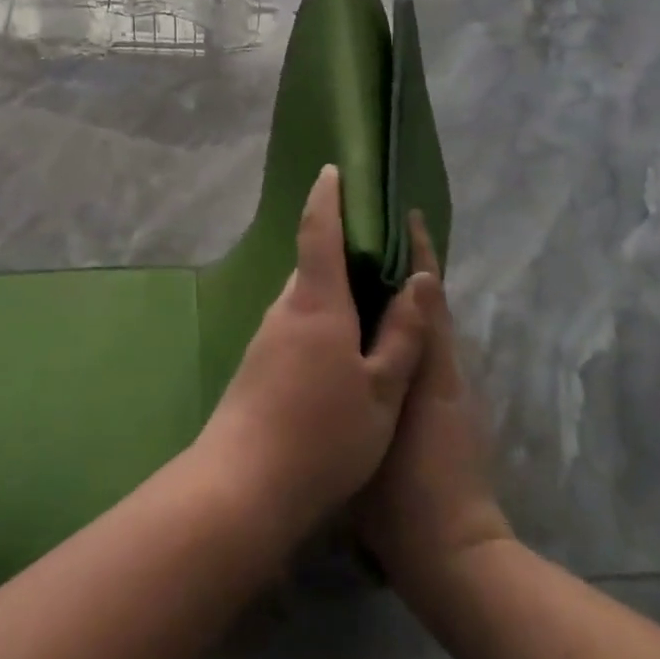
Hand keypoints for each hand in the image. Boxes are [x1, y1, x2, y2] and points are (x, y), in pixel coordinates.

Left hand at [194, 165, 430, 554]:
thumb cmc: (322, 436)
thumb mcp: (382, 392)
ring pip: (304, 298)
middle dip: (340, 249)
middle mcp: (285, 310)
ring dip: (331, 288)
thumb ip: (402, 334)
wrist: (241, 488)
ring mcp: (266, 338)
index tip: (334, 170)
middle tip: (377, 248)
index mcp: (316, 304)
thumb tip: (418, 279)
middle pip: (312, 264)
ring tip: (368, 298)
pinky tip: (341, 348)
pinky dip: (320, 318)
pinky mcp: (257, 365)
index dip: (327, 197)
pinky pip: (295, 324)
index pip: (319, 231)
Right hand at [360, 215, 512, 597]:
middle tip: (357, 238)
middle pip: (418, 306)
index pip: (430, 290)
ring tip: (343, 277)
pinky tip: (342, 337)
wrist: (440, 549)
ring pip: (403, 333)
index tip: (404, 214)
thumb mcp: (423, 399)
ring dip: (384, 302)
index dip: (420, 251)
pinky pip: (393, 363)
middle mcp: (437, 369)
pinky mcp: (402, 418)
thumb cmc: (422, 473)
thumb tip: (418, 281)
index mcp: (438, 358)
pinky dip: (378, 339)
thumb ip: (421, 340)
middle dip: (397, 269)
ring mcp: (423, 395)